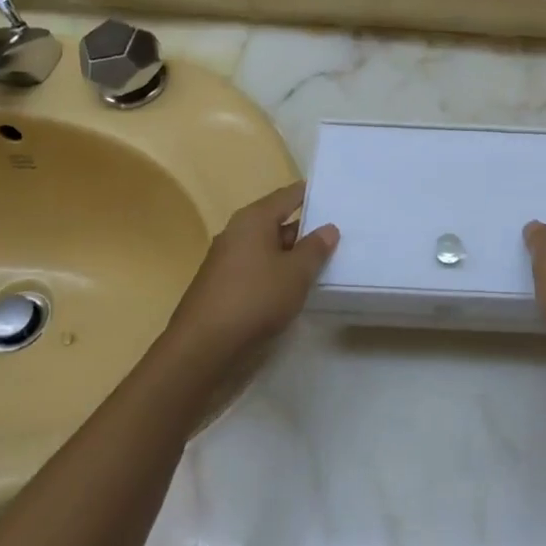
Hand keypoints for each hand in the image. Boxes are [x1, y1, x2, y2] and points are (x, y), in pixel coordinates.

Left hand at [168, 182, 338, 365]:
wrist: (203, 350)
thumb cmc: (254, 299)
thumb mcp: (295, 273)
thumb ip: (315, 248)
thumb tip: (328, 228)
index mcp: (253, 220)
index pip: (288, 195)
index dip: (313, 195)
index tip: (339, 197)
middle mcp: (237, 234)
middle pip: (278, 222)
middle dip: (307, 229)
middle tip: (342, 234)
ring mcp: (228, 263)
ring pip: (269, 250)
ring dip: (294, 256)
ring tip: (328, 262)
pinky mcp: (225, 289)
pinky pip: (259, 272)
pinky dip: (279, 275)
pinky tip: (298, 289)